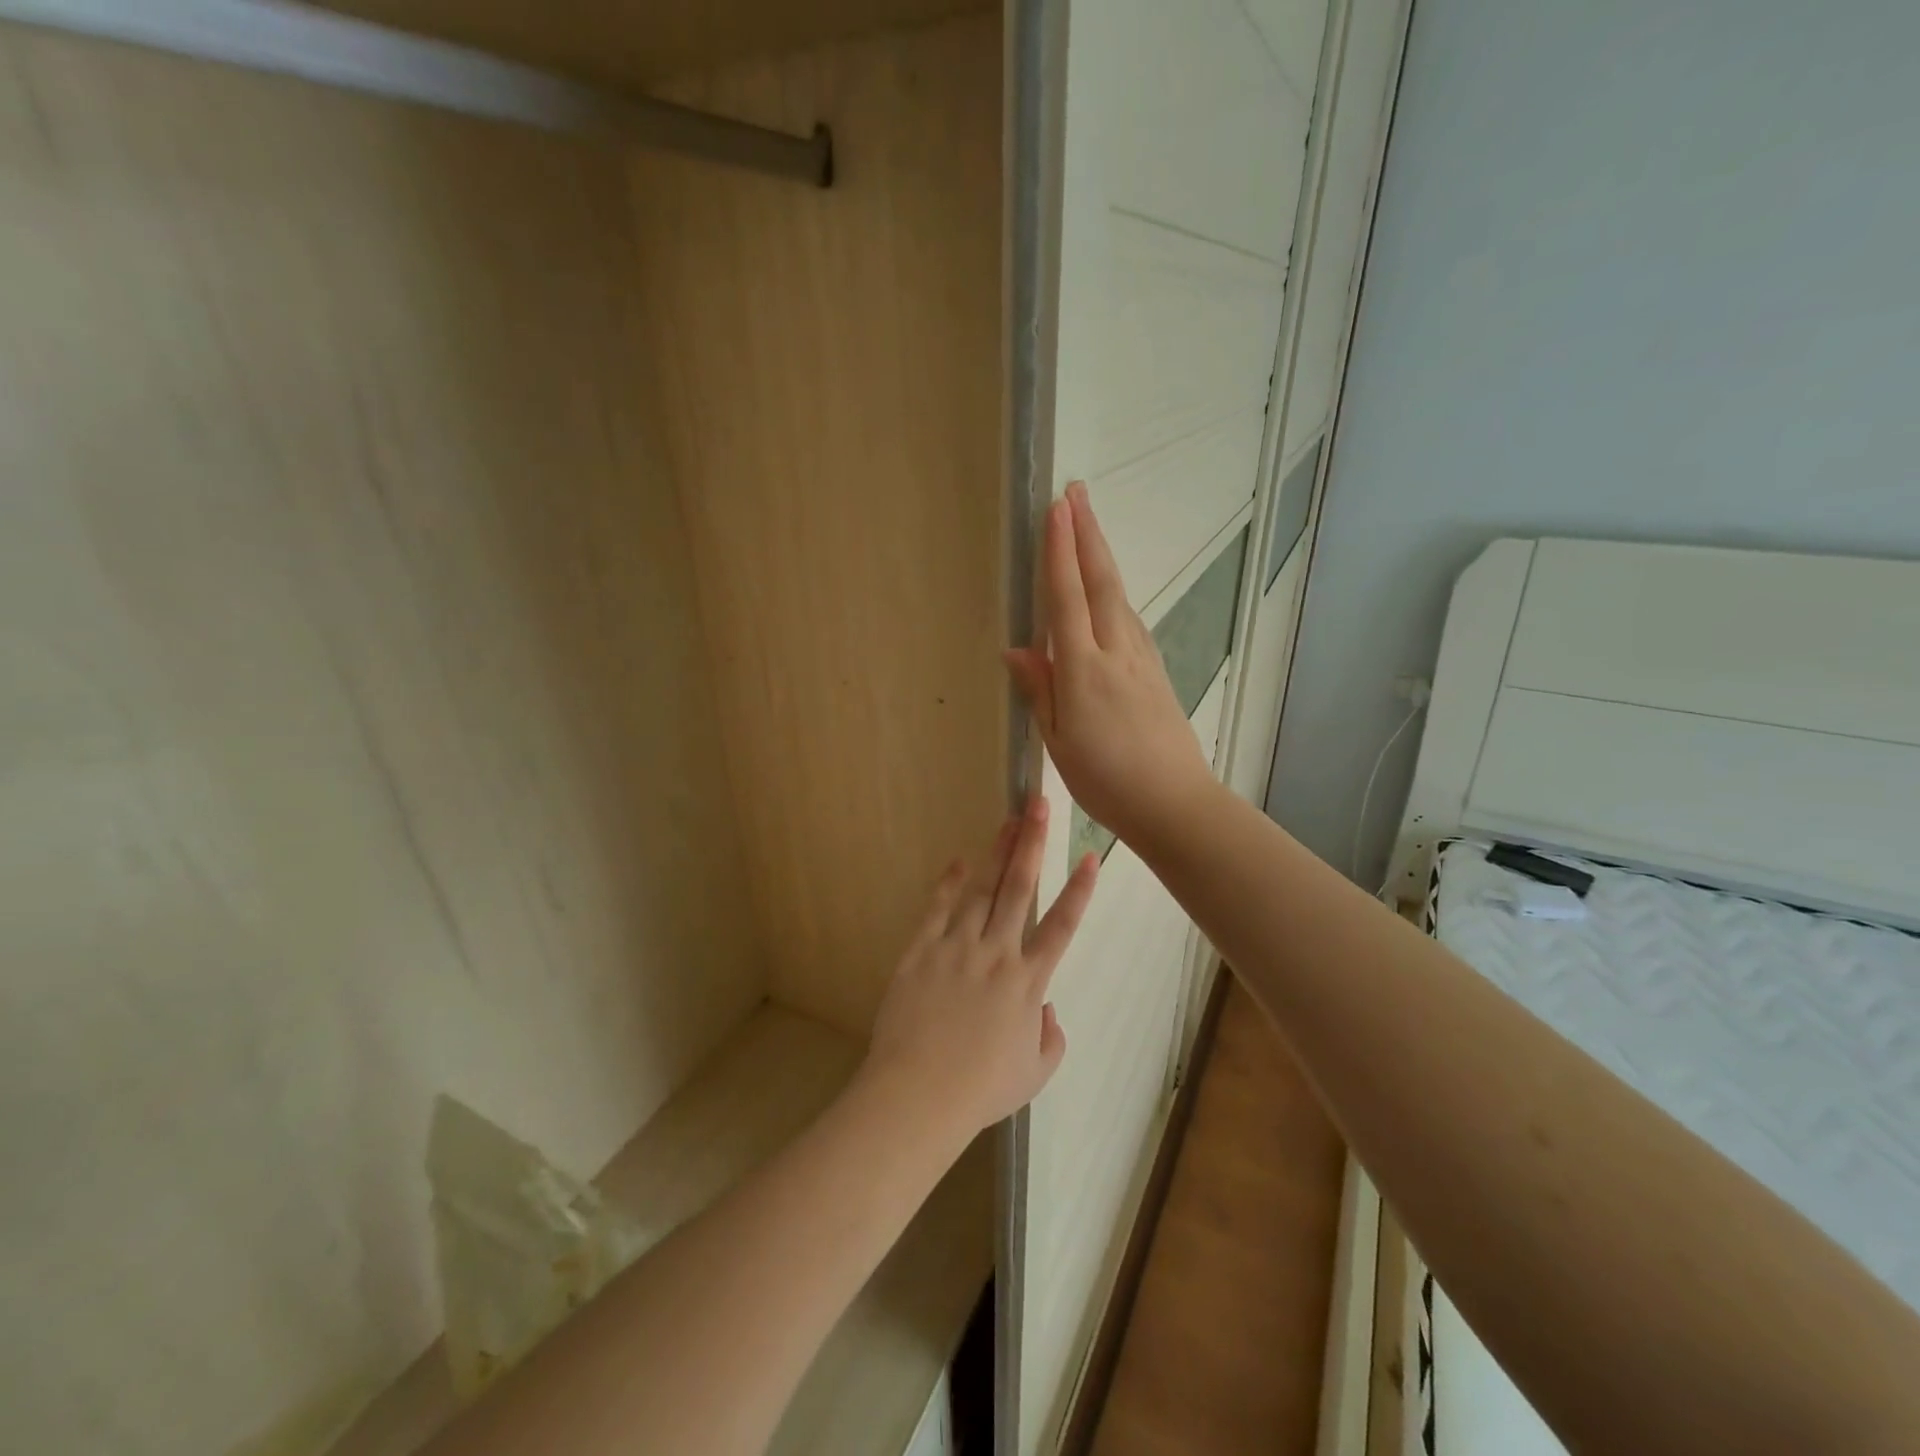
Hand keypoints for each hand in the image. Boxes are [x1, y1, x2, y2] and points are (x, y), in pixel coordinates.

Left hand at [862, 798, 1097, 1137]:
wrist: (919, 1094)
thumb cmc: (981, 1089)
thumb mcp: (1034, 1073)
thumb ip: (1051, 1039)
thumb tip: (1046, 1010)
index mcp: (1028, 982)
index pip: (1062, 926)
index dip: (1079, 890)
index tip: (1091, 857)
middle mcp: (997, 953)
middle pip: (1020, 888)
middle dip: (1032, 844)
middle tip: (1039, 806)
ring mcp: (956, 947)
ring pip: (982, 890)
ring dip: (997, 853)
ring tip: (1009, 819)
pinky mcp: (921, 951)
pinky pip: (937, 910)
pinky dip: (949, 884)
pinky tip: (959, 861)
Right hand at [1004, 481, 1216, 847]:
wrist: (1174, 803)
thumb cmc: (1106, 780)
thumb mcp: (1058, 741)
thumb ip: (1041, 690)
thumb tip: (1017, 649)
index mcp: (1084, 670)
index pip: (1067, 598)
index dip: (1059, 551)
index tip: (1056, 508)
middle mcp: (1117, 652)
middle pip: (1101, 582)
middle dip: (1088, 534)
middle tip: (1077, 492)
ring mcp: (1142, 660)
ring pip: (1120, 597)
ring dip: (1103, 558)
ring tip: (1089, 529)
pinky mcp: (1156, 672)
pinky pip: (1131, 621)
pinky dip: (1116, 593)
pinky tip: (1109, 592)